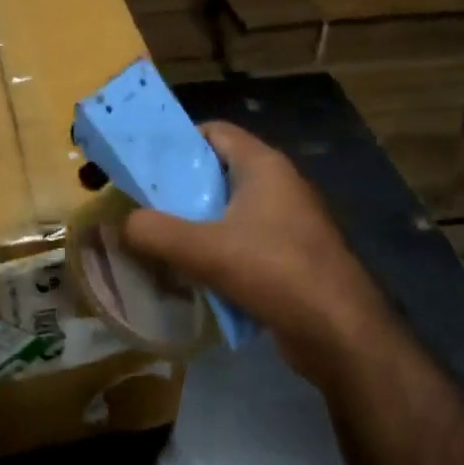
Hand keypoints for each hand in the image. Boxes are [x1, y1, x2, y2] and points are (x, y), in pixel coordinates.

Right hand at [120, 122, 392, 388]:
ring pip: (227, 211)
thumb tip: (123, 224)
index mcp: (263, 166)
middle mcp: (277, 186)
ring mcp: (286, 223)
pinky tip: (188, 273)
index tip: (142, 165)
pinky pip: (241, 242)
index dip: (176, 142)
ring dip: (192, 224)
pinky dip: (214, 251)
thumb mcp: (204, 250)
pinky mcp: (288, 256)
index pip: (214, 132)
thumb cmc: (275, 272)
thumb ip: (155, 232)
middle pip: (216, 172)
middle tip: (138, 206)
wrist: (339, 332)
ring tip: (154, 240)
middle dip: (177, 189)